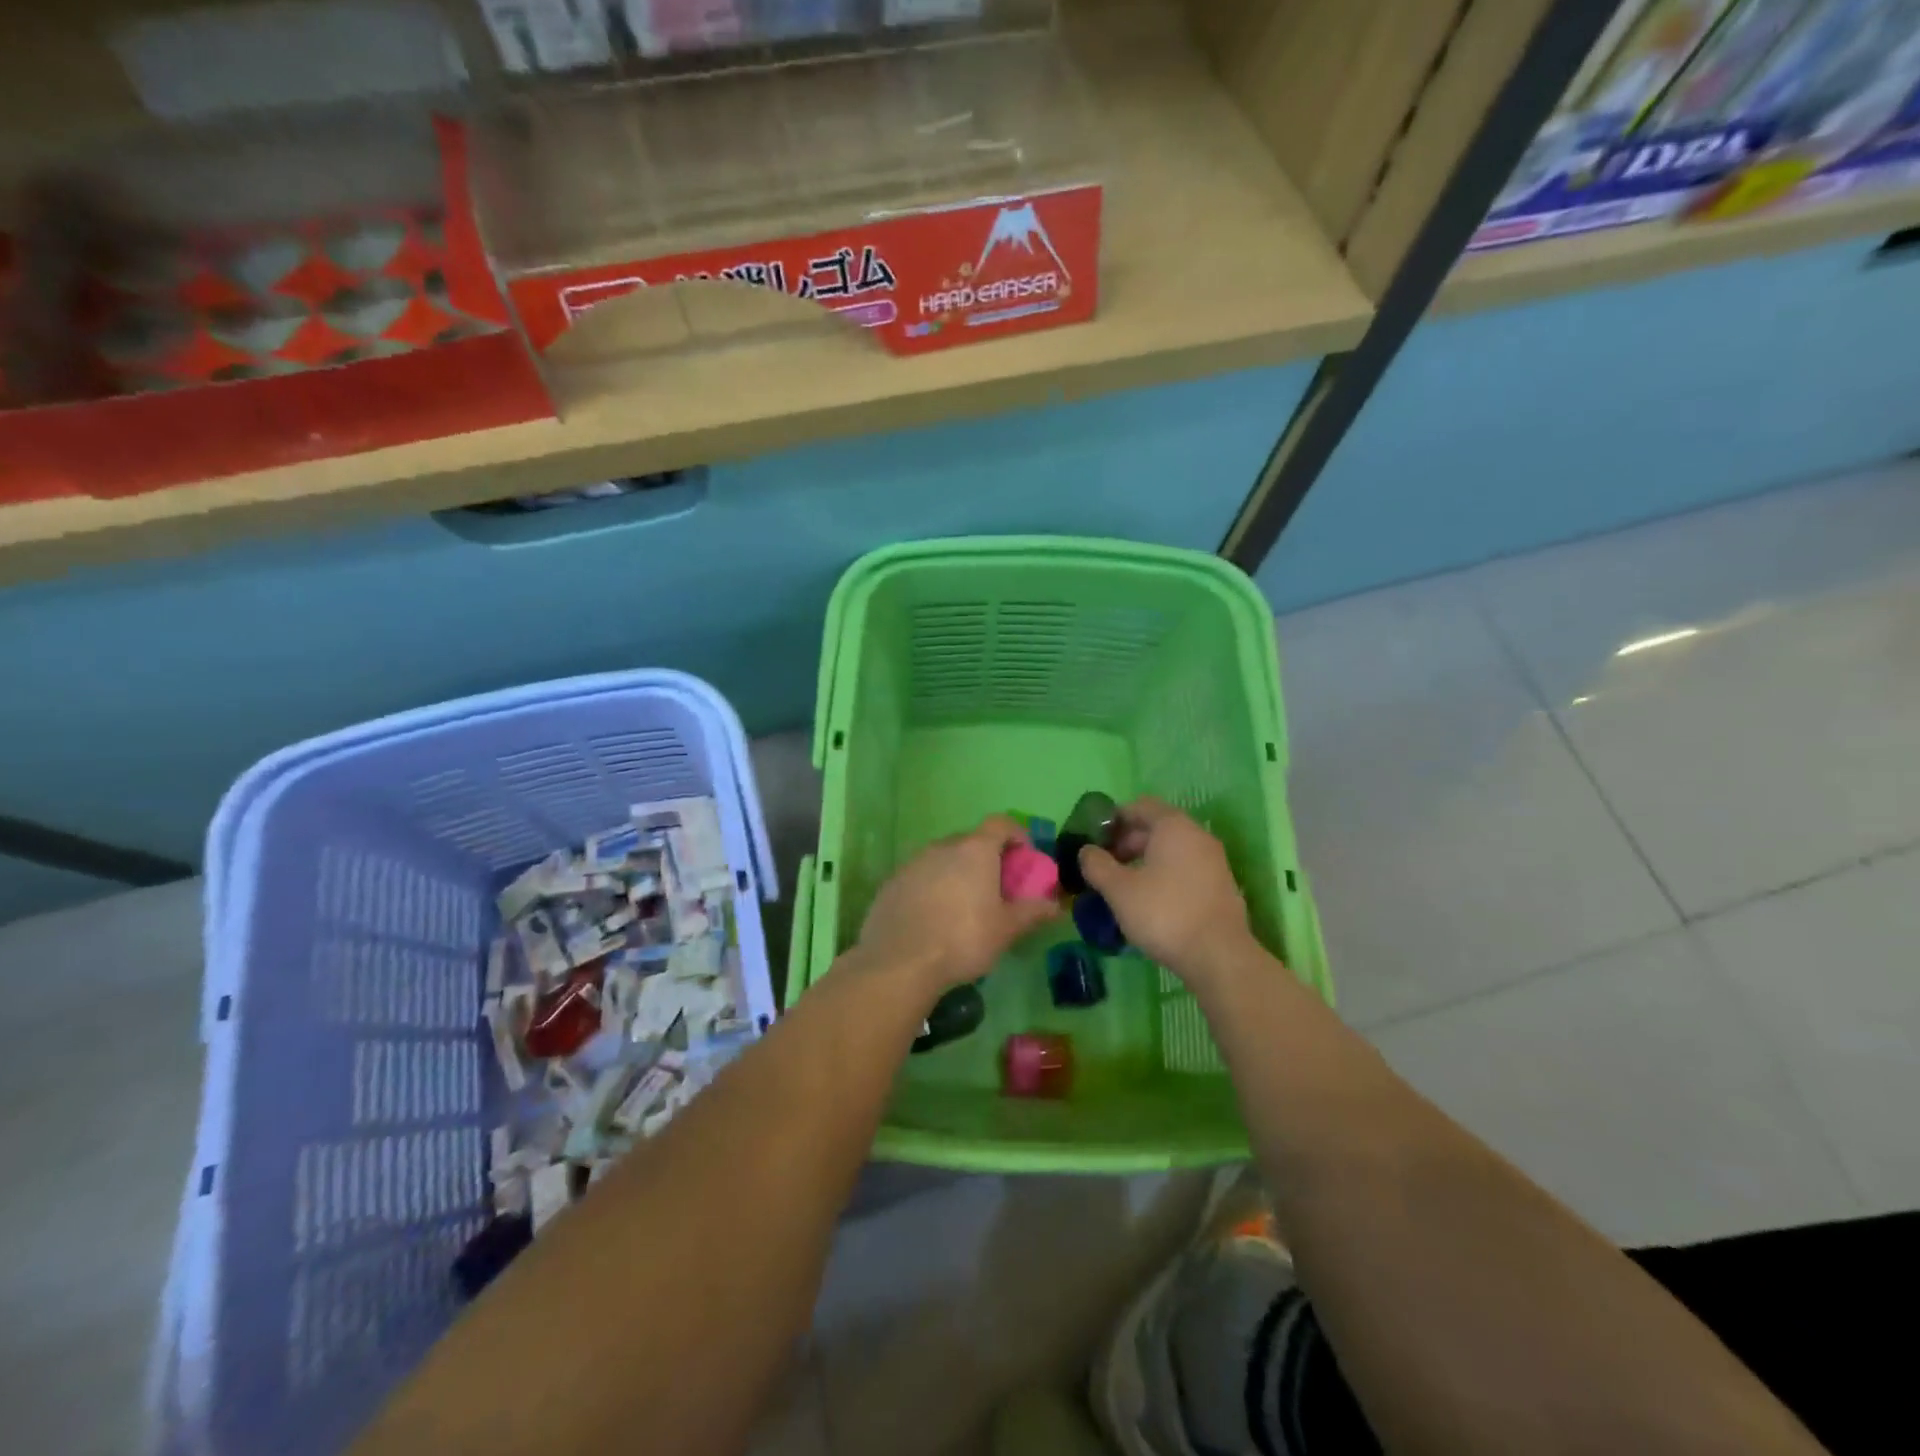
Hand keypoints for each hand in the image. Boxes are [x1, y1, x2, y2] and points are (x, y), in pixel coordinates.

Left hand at [854, 816, 1059, 996]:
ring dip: (957, 872)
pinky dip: (932, 887)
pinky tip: (933, 917)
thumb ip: (1032, 912)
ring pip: (943, 858)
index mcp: (975, 850)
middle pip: (971, 841)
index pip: (1000, 823)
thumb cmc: (962, 939)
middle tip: (996, 887)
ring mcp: (913, 862)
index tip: (1024, 857)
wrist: (899, 961)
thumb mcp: (1006, 930)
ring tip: (964, 905)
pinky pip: (920, 876)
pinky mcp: (891, 882)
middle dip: (986, 858)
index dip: (1016, 835)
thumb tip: (1054, 905)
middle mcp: (943, 846)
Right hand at [1078, 798, 1256, 984]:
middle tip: (1106, 865)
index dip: (1115, 818)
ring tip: (1124, 886)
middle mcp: (1197, 836)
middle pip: (1157, 827)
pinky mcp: (1220, 886)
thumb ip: (1097, 865)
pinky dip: (1165, 875)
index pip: (1140, 806)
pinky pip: (1186, 869)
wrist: (1219, 956)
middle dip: (1128, 841)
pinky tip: (1150, 901)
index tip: (1095, 839)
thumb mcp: (1119, 890)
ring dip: (1145, 860)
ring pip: (1172, 850)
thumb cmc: (1164, 913)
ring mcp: (1214, 861)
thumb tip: (1086, 851)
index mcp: (1173, 826)